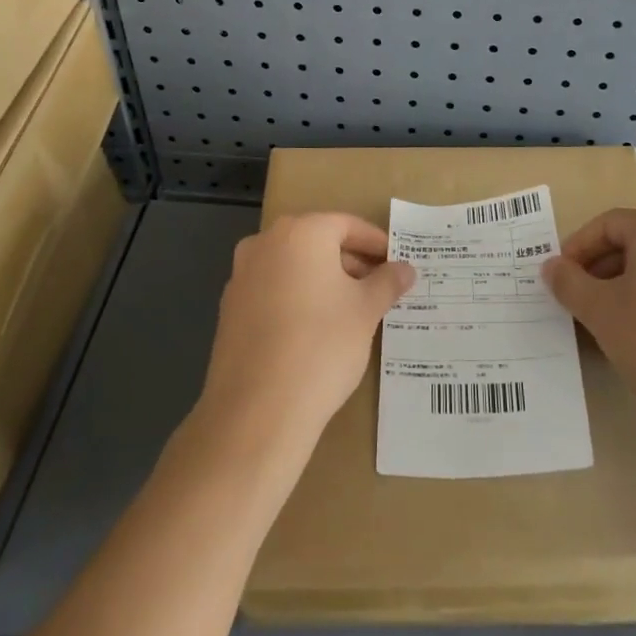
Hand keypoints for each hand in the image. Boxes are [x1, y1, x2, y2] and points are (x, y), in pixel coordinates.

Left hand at [198, 213, 415, 452]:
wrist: (257, 410)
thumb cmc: (322, 345)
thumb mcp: (366, 311)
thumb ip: (387, 282)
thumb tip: (405, 268)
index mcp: (301, 233)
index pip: (347, 225)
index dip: (376, 243)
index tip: (397, 263)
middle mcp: (265, 243)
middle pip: (318, 243)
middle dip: (351, 262)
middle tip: (380, 287)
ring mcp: (242, 276)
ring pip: (294, 267)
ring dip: (324, 281)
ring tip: (352, 311)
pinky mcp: (230, 309)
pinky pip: (273, 291)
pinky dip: (297, 299)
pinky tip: (316, 330)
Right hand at [543, 210, 635, 433]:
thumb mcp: (600, 312)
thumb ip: (569, 283)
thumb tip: (552, 266)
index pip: (607, 224)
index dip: (576, 247)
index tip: (559, 279)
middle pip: (633, 245)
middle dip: (598, 271)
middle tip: (578, 304)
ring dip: (623, 292)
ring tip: (606, 327)